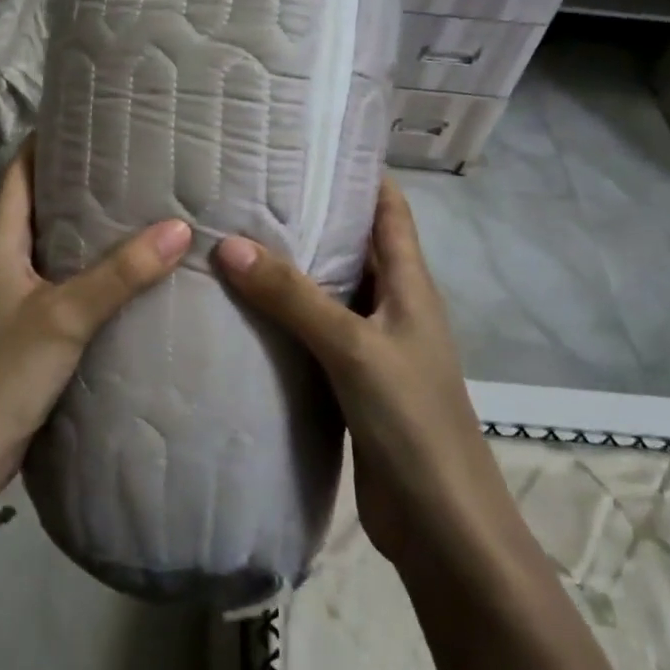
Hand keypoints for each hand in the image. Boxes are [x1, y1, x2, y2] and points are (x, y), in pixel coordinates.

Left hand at [0, 140, 190, 497]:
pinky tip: (128, 271)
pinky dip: (91, 267)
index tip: (90, 119)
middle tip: (132, 161)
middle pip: (40, 204)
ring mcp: (15, 295)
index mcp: (0, 243)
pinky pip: (64, 280)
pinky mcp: (29, 326)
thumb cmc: (4, 372)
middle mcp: (4, 260)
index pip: (19, 172)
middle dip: (80, 180)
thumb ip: (121, 274)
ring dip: (88, 226)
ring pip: (54, 244)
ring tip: (140, 206)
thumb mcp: (65, 316)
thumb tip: (179, 228)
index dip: (47, 141)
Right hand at [213, 178, 487, 570]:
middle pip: (352, 245)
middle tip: (249, 188)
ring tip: (234, 237)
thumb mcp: (353, 348)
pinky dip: (283, 316)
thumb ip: (293, 297)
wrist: (441, 526)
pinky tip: (242, 309)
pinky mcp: (349, 382)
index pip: (389, 209)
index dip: (360, 172)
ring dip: (291, 268)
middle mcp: (391, 306)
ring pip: (327, 290)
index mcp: (409, 284)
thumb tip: (229, 244)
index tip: (309, 144)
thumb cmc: (412, 422)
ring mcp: (370, 345)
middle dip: (311, 214)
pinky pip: (312, 333)